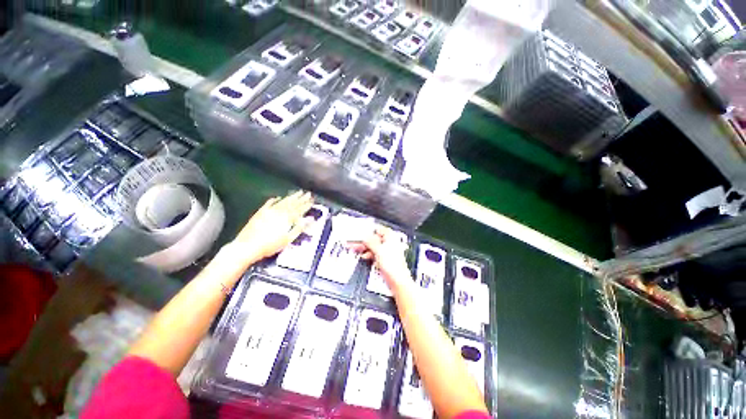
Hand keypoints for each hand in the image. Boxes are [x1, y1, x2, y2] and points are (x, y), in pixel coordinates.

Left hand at [232, 191, 313, 261]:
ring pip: (283, 201)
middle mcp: (279, 212)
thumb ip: (299, 228)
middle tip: (307, 193)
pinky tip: (278, 197)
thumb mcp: (288, 239)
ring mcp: (269, 211)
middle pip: (293, 203)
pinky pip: (269, 203)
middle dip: (301, 198)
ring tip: (298, 193)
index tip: (312, 200)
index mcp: (287, 219)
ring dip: (291, 197)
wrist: (247, 246)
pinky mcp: (260, 212)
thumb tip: (309, 220)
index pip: (300, 209)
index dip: (307, 205)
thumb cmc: (270, 246)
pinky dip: (275, 199)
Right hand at [349, 227, 411, 294]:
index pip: (378, 229)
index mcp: (391, 237)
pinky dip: (368, 254)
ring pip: (373, 246)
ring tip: (354, 248)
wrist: (397, 281)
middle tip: (353, 242)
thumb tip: (364, 236)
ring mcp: (387, 251)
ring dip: (364, 247)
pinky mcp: (384, 259)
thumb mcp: (378, 250)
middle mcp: (390, 243)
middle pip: (374, 238)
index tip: (359, 233)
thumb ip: (370, 241)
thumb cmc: (393, 265)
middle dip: (363, 240)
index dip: (368, 231)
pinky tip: (363, 256)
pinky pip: (374, 253)